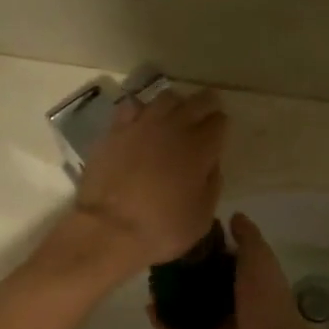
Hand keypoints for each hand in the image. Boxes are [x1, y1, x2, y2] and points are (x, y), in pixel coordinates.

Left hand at [70, 88, 226, 270]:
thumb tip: (211, 164)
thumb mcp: (201, 218)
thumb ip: (212, 185)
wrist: (108, 229)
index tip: (218, 135)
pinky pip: (132, 106)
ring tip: (174, 117)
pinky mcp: (115, 130)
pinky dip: (141, 109)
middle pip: (198, 101)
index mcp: (200, 149)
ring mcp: (142, 125)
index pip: (220, 121)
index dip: (221, 127)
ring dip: (176, 104)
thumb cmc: (160, 230)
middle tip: (205, 116)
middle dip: (206, 105)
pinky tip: (141, 122)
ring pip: (166, 98)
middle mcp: (174, 128)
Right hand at [153, 213, 328, 328]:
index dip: (202, 249)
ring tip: (148, 284)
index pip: (220, 261)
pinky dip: (164, 325)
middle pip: (200, 285)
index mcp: (246, 280)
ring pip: (187, 310)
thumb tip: (233, 215)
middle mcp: (231, 303)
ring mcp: (218, 327)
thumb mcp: (259, 257)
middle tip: (157, 261)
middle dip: (181, 275)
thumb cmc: (266, 299)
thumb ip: (247, 236)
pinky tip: (149, 310)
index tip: (180, 235)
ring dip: (169, 299)